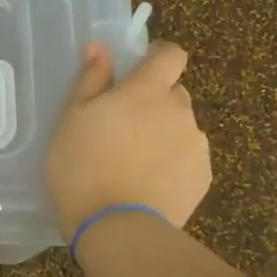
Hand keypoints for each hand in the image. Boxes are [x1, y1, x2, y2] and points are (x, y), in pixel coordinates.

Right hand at [45, 40, 210, 240]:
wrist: (116, 228)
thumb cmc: (83, 166)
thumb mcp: (72, 119)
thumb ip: (91, 80)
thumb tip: (99, 48)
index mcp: (148, 90)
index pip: (171, 54)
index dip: (158, 58)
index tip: (138, 71)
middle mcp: (180, 110)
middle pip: (174, 93)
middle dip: (154, 103)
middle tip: (123, 128)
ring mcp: (196, 145)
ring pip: (181, 128)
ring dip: (163, 135)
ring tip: (133, 164)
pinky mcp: (203, 177)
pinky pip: (187, 159)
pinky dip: (171, 164)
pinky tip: (147, 185)